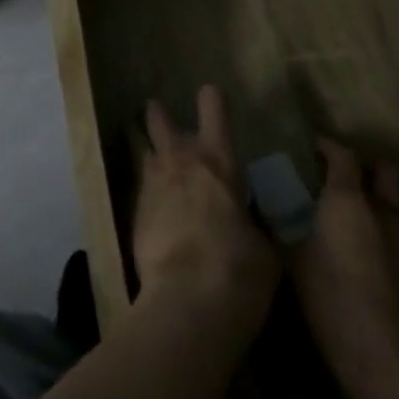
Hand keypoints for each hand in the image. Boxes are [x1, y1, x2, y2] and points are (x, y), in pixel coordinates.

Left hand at [131, 86, 278, 345]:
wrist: (187, 303)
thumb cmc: (240, 273)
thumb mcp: (264, 248)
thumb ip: (251, 222)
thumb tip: (245, 220)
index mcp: (219, 162)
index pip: (213, 109)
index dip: (212, 99)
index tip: (211, 94)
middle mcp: (181, 162)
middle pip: (160, 118)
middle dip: (159, 114)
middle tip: (161, 116)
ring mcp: (152, 183)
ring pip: (144, 150)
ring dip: (149, 151)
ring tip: (155, 160)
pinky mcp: (134, 211)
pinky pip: (140, 188)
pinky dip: (148, 192)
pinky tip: (155, 208)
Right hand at [287, 138, 398, 398]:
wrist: (382, 359)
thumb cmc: (329, 295)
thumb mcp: (289, 256)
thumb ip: (277, 222)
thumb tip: (258, 200)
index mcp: (349, 199)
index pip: (343, 154)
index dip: (326, 145)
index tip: (308, 146)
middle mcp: (381, 212)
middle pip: (385, 171)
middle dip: (365, 166)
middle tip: (337, 173)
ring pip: (393, 203)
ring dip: (374, 198)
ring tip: (343, 210)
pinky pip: (394, 233)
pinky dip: (378, 229)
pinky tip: (355, 245)